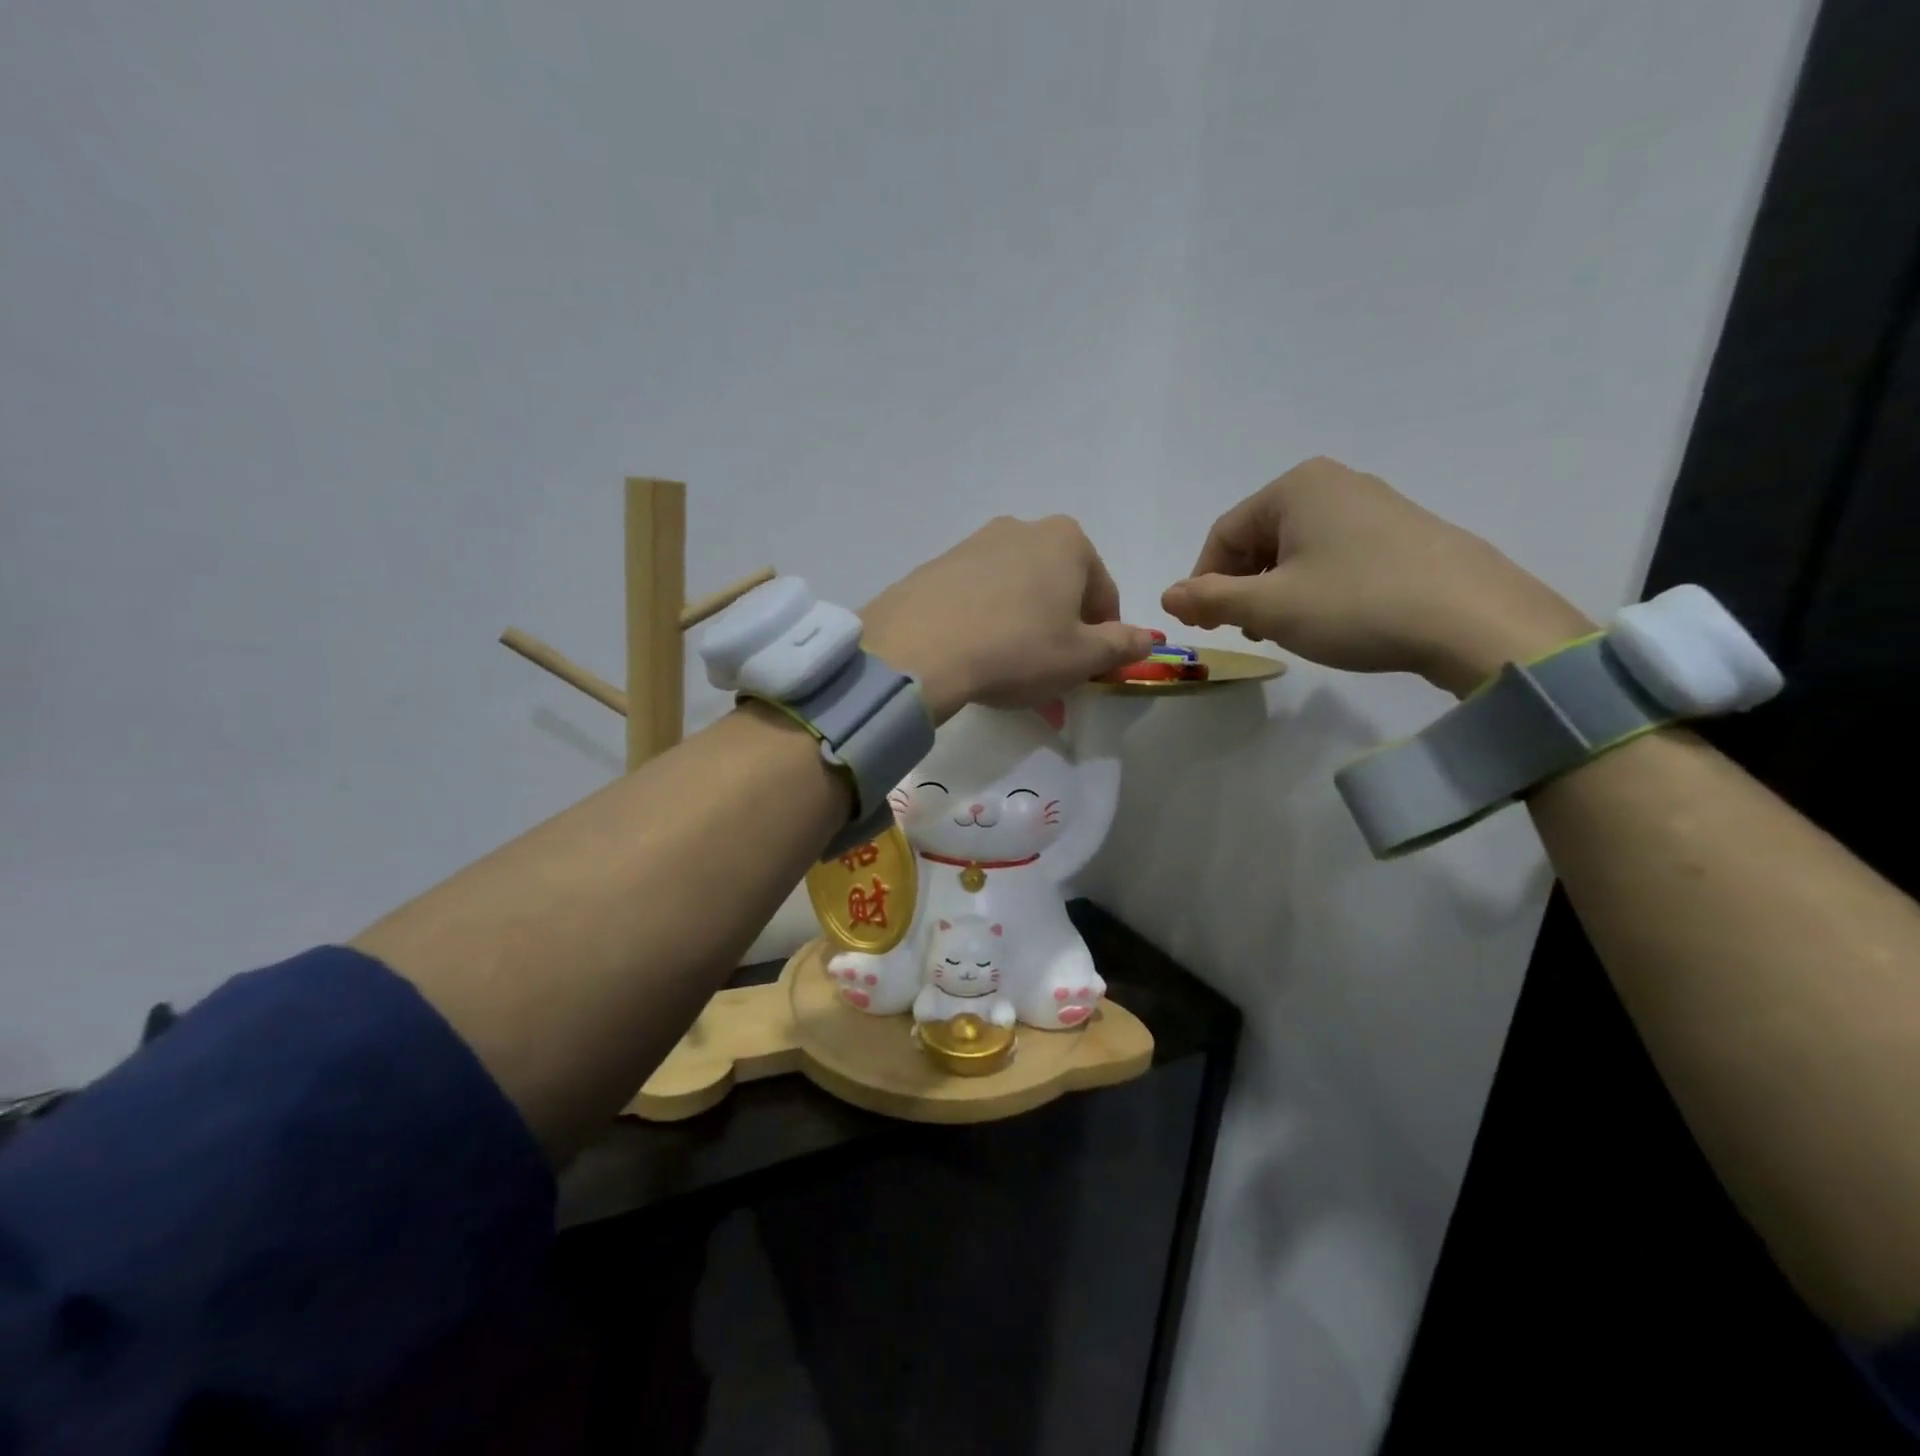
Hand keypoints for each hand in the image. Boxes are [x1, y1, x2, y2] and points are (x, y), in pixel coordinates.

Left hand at [862, 516, 1154, 721]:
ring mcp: (973, 543)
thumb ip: (1121, 646)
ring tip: (1008, 669)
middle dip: (1060, 628)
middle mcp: (1021, 529)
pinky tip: (973, 654)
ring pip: (1015, 591)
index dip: (1103, 636)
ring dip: (1022, 626)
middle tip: (1049, 671)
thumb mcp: (1081, 657)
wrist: (920, 648)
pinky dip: (984, 621)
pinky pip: (976, 596)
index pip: (1103, 593)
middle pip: (1058, 587)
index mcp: (1067, 541)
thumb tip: (1148, 639)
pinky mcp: (936, 565)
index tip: (1089, 669)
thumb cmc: (1017, 649)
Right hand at [1162, 458, 1596, 696]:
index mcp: (1295, 487)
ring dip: (1276, 590)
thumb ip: (1210, 599)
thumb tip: (1167, 596)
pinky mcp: (1404, 532)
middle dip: (1243, 587)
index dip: (1204, 582)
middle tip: (1249, 631)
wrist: (1474, 620)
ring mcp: (1374, 504)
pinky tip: (1331, 618)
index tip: (1209, 625)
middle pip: (1260, 538)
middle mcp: (1333, 483)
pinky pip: (1336, 554)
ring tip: (1288, 629)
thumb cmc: (1356, 604)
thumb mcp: (1270, 607)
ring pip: (1297, 549)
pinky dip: (1316, 586)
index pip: (1223, 534)